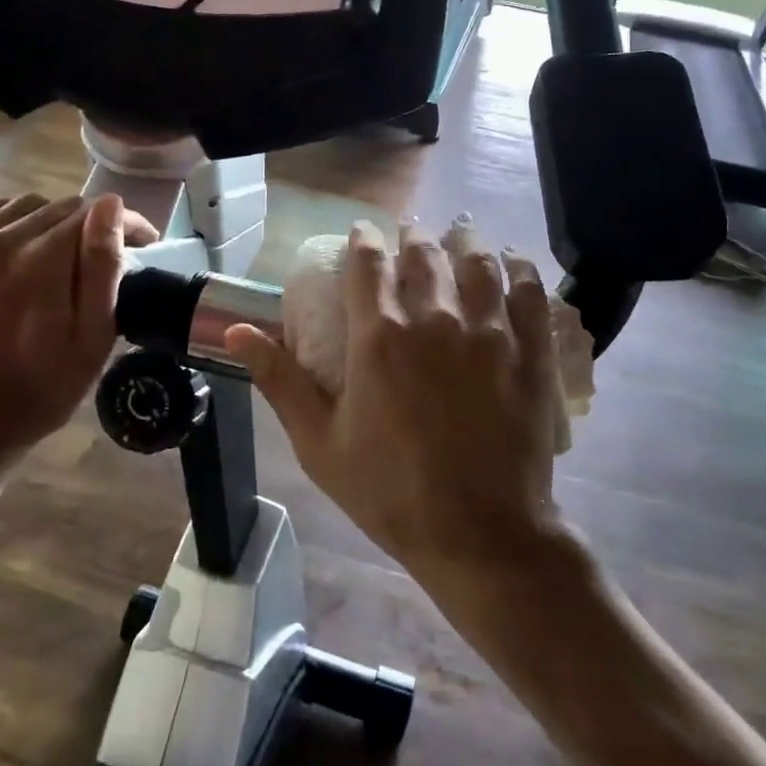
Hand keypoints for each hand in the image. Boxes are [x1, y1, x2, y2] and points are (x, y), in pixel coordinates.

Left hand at [0, 192, 157, 491]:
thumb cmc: (46, 387)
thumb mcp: (93, 336)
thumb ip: (103, 266)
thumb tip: (111, 206)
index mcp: (38, 263)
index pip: (90, 214)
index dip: (125, 223)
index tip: (144, 241)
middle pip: (57, 207)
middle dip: (92, 222)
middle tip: (110, 251)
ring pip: (20, 206)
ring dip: (52, 220)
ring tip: (67, 249)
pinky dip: (6, 217)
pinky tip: (21, 237)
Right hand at [226, 222, 560, 583]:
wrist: (479, 533)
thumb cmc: (389, 491)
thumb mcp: (319, 442)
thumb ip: (279, 380)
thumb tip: (235, 332)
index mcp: (379, 337)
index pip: (368, 262)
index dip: (364, 238)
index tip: (363, 232)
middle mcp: (434, 319)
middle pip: (423, 253)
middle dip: (412, 236)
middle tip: (410, 235)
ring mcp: (488, 332)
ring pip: (477, 261)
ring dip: (464, 240)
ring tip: (459, 233)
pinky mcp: (530, 351)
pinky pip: (529, 291)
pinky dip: (519, 268)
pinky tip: (513, 261)